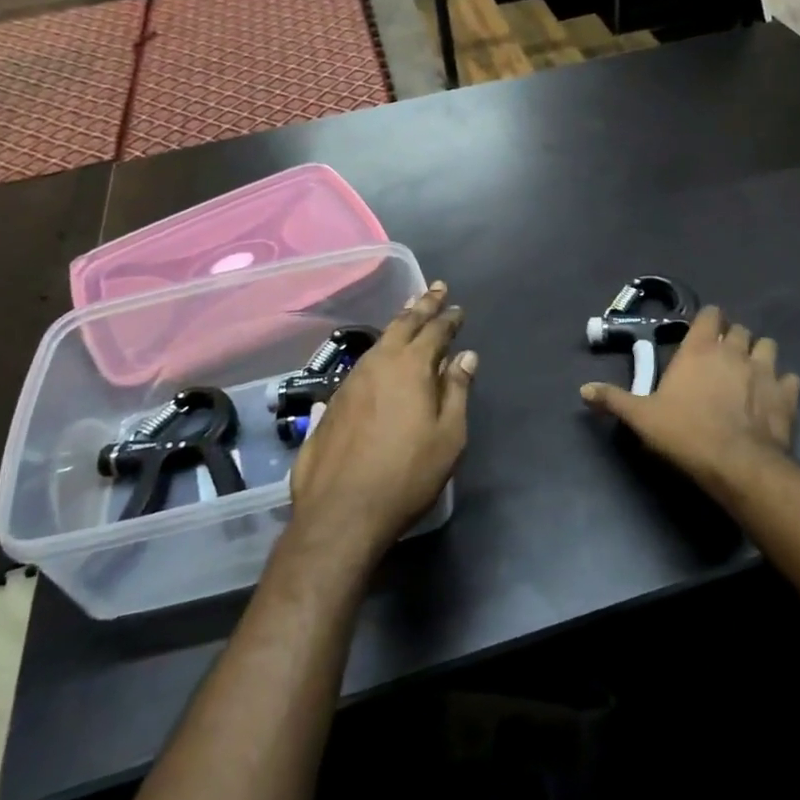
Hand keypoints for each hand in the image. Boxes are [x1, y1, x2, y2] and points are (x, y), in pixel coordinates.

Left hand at [288, 283, 472, 562]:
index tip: (457, 307)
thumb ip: (456, 391)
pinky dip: (380, 350)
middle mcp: (379, 363)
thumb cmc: (407, 474)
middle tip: (435, 288)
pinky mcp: (333, 401)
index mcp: (410, 366)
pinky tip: (381, 356)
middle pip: (403, 324)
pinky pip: (363, 363)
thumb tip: (466, 356)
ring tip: (409, 312)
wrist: (342, 511)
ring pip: (380, 340)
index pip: (434, 330)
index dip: (448, 318)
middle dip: (422, 305)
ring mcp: (351, 380)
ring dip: (398, 323)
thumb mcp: (448, 436)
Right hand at [581, 305, 797, 498]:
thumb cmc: (686, 433)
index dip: (708, 320)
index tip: (700, 334)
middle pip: (739, 329)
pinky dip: (782, 384)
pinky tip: (772, 398)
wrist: (738, 464)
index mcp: (699, 349)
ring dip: (759, 355)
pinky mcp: (788, 395)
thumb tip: (583, 390)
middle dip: (732, 338)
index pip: (710, 314)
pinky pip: (790, 379)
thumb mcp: (642, 418)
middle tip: (720, 358)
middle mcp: (734, 351)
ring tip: (749, 374)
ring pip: (768, 346)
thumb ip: (614, 400)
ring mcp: (765, 370)